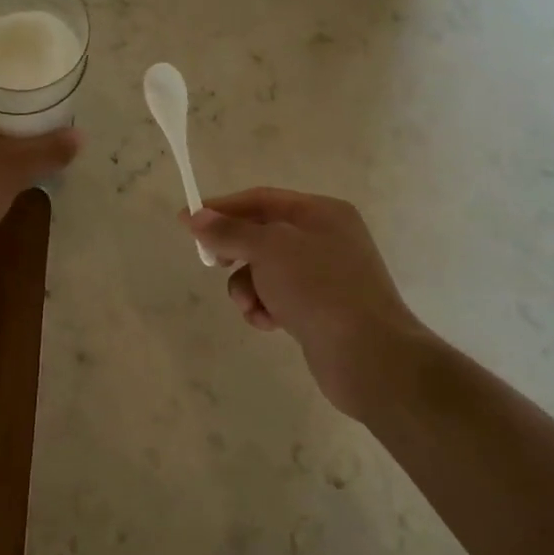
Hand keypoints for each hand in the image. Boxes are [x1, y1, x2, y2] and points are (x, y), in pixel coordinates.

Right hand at [186, 188, 425, 416]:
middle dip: (236, 253)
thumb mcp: (268, 249)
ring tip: (251, 306)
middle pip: (262, 235)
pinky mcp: (320, 309)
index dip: (221, 208)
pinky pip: (278, 298)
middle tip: (214, 264)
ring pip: (266, 271)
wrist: (368, 355)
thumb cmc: (318, 288)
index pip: (260, 199)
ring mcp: (325, 275)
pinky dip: (265, 308)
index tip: (185, 220)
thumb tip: (197, 217)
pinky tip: (268, 323)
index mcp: (321, 213)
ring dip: (248, 287)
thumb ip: (230, 231)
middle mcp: (325, 238)